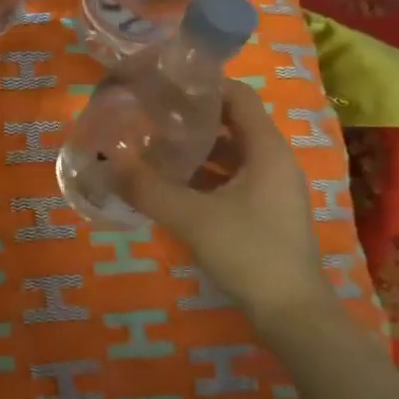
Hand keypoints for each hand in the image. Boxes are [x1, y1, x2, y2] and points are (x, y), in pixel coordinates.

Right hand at [114, 81, 335, 333]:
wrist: (292, 315)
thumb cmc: (248, 252)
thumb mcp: (190, 217)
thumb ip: (146, 188)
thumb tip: (105, 162)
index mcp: (267, 150)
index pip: (238, 96)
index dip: (204, 84)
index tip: (166, 83)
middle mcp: (274, 162)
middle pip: (233, 123)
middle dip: (192, 118)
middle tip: (151, 113)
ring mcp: (272, 190)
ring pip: (231, 154)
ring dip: (196, 149)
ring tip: (155, 146)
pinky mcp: (265, 214)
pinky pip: (232, 180)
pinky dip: (205, 176)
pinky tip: (172, 185)